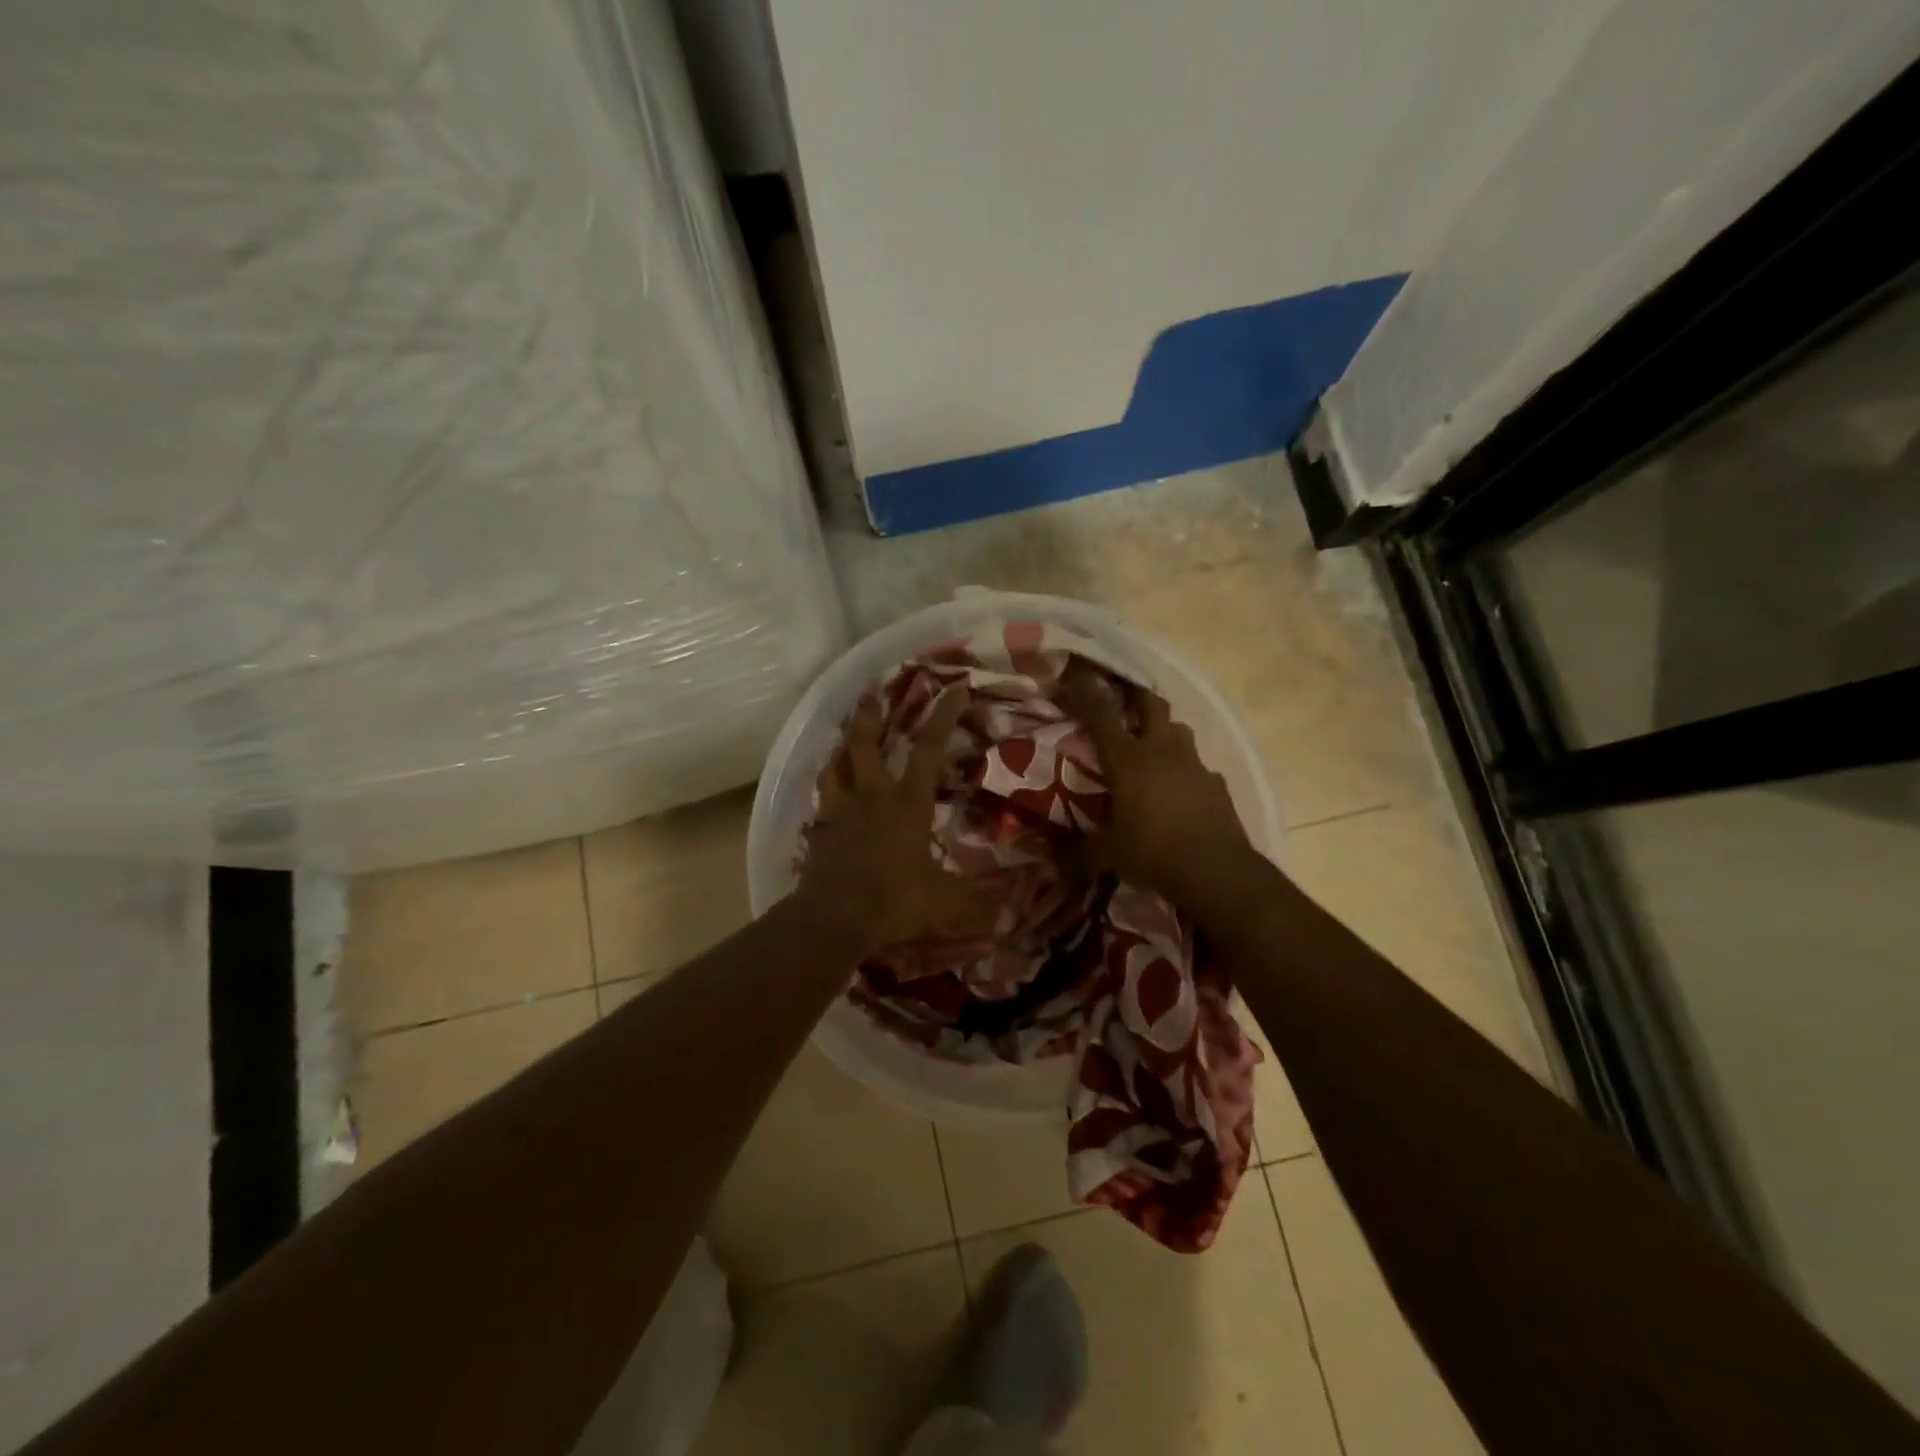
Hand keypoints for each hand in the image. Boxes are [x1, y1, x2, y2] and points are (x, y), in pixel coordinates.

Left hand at [797, 689, 989, 953]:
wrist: (834, 919)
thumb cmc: (894, 900)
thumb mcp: (943, 903)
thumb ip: (975, 905)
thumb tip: (1008, 917)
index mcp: (907, 803)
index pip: (928, 749)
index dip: (943, 716)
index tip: (954, 687)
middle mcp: (872, 797)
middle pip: (864, 744)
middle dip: (869, 715)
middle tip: (870, 693)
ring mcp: (841, 812)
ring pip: (835, 766)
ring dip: (840, 747)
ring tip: (843, 737)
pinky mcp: (821, 832)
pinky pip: (822, 801)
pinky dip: (827, 788)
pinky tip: (828, 790)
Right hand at [1059, 662, 1259, 904]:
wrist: (1216, 870)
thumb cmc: (1153, 853)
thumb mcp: (1107, 854)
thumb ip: (1079, 851)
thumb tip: (1053, 861)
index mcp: (1127, 760)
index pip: (1101, 715)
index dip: (1087, 690)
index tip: (1078, 671)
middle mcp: (1161, 750)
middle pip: (1150, 703)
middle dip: (1134, 694)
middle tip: (1122, 694)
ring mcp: (1193, 763)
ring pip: (1178, 728)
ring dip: (1162, 728)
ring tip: (1151, 742)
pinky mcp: (1216, 782)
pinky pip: (1197, 764)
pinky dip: (1184, 767)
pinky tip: (1179, 787)